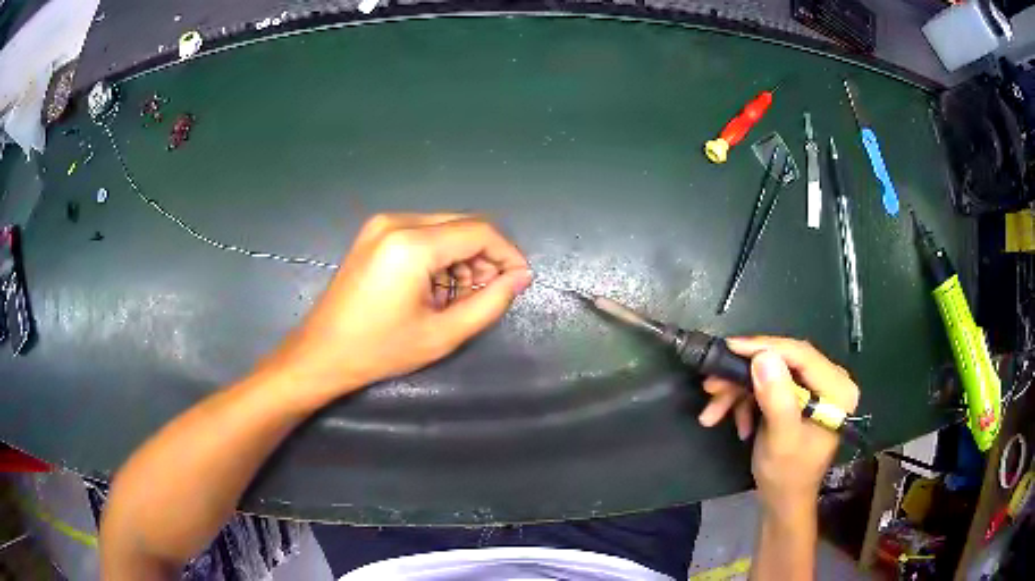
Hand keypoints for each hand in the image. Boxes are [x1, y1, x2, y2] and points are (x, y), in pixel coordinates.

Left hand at [263, 213, 531, 404]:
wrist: (322, 352)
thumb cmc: (380, 349)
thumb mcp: (443, 334)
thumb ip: (490, 303)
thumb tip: (521, 277)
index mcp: (412, 244)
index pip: (479, 232)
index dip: (507, 254)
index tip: (519, 281)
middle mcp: (397, 221)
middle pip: (462, 225)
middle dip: (485, 256)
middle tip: (489, 292)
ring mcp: (381, 224)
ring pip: (444, 227)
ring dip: (463, 256)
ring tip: (461, 295)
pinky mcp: (374, 233)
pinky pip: (423, 232)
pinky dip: (440, 254)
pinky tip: (436, 285)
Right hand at [700, 337, 859, 511]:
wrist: (784, 502)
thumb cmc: (787, 475)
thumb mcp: (781, 439)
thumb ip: (776, 398)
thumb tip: (763, 356)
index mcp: (837, 389)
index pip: (800, 354)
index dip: (764, 347)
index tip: (729, 348)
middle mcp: (830, 381)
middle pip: (783, 362)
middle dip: (744, 376)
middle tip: (711, 386)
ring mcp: (814, 388)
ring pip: (770, 374)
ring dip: (739, 392)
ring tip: (712, 413)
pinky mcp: (799, 396)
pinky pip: (768, 386)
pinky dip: (747, 402)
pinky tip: (738, 424)